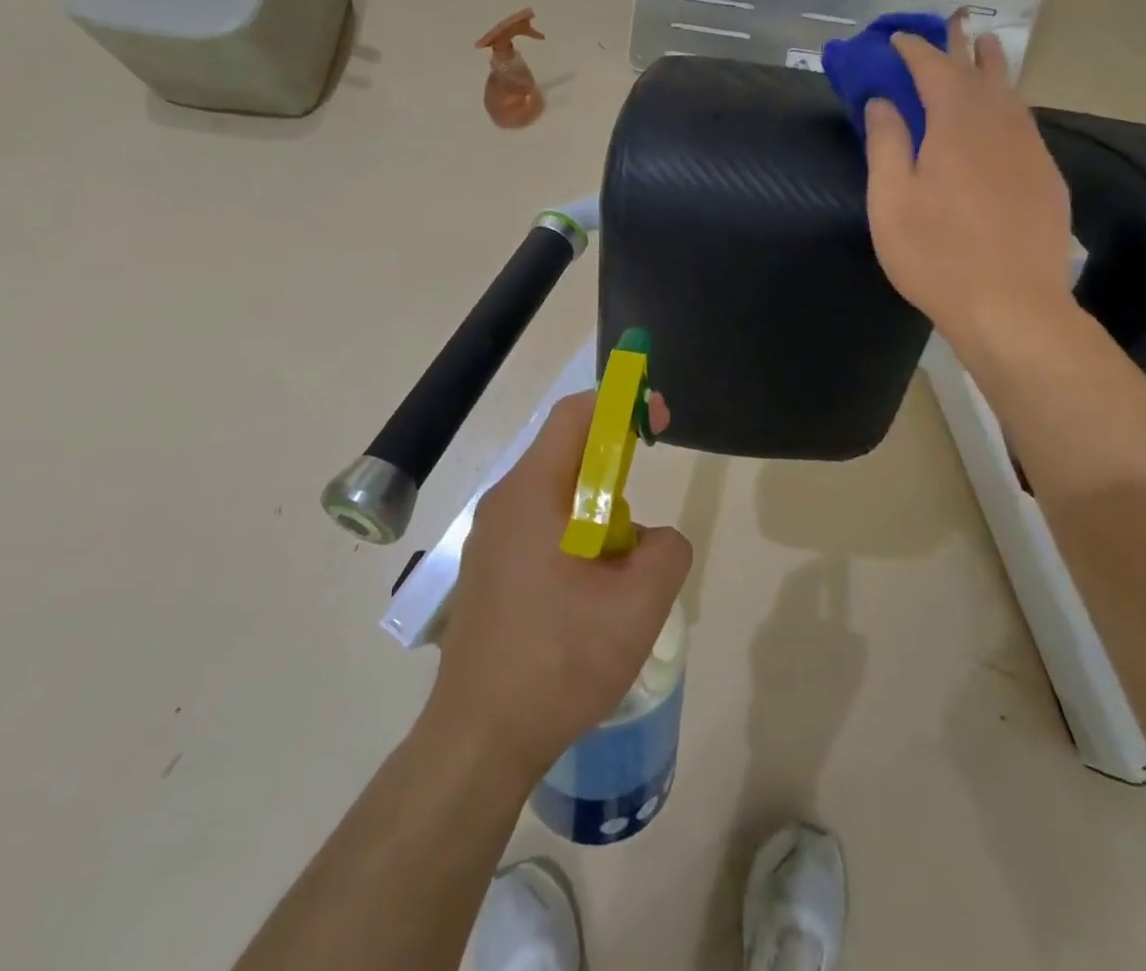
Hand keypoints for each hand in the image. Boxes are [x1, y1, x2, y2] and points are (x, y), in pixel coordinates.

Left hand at [428, 391, 690, 783]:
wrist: (479, 740)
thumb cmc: (559, 661)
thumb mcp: (639, 605)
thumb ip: (666, 549)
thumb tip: (650, 539)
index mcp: (532, 492)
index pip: (577, 414)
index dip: (623, 404)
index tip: (660, 421)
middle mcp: (504, 502)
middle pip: (567, 454)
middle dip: (615, 473)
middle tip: (639, 526)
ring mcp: (490, 538)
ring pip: (557, 497)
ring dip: (597, 517)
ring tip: (616, 580)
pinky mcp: (488, 570)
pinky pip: (539, 529)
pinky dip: (574, 541)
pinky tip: (586, 601)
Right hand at [863, 30, 1075, 354]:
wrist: (1012, 305)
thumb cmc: (936, 254)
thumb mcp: (891, 200)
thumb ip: (886, 143)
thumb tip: (883, 99)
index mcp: (956, 126)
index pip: (935, 70)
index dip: (915, 50)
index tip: (897, 37)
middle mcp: (999, 127)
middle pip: (980, 73)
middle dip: (962, 45)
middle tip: (955, 20)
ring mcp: (1029, 152)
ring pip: (1011, 95)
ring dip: (995, 67)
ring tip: (988, 46)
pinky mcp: (1045, 178)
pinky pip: (1025, 124)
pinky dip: (1010, 104)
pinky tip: (1007, 113)